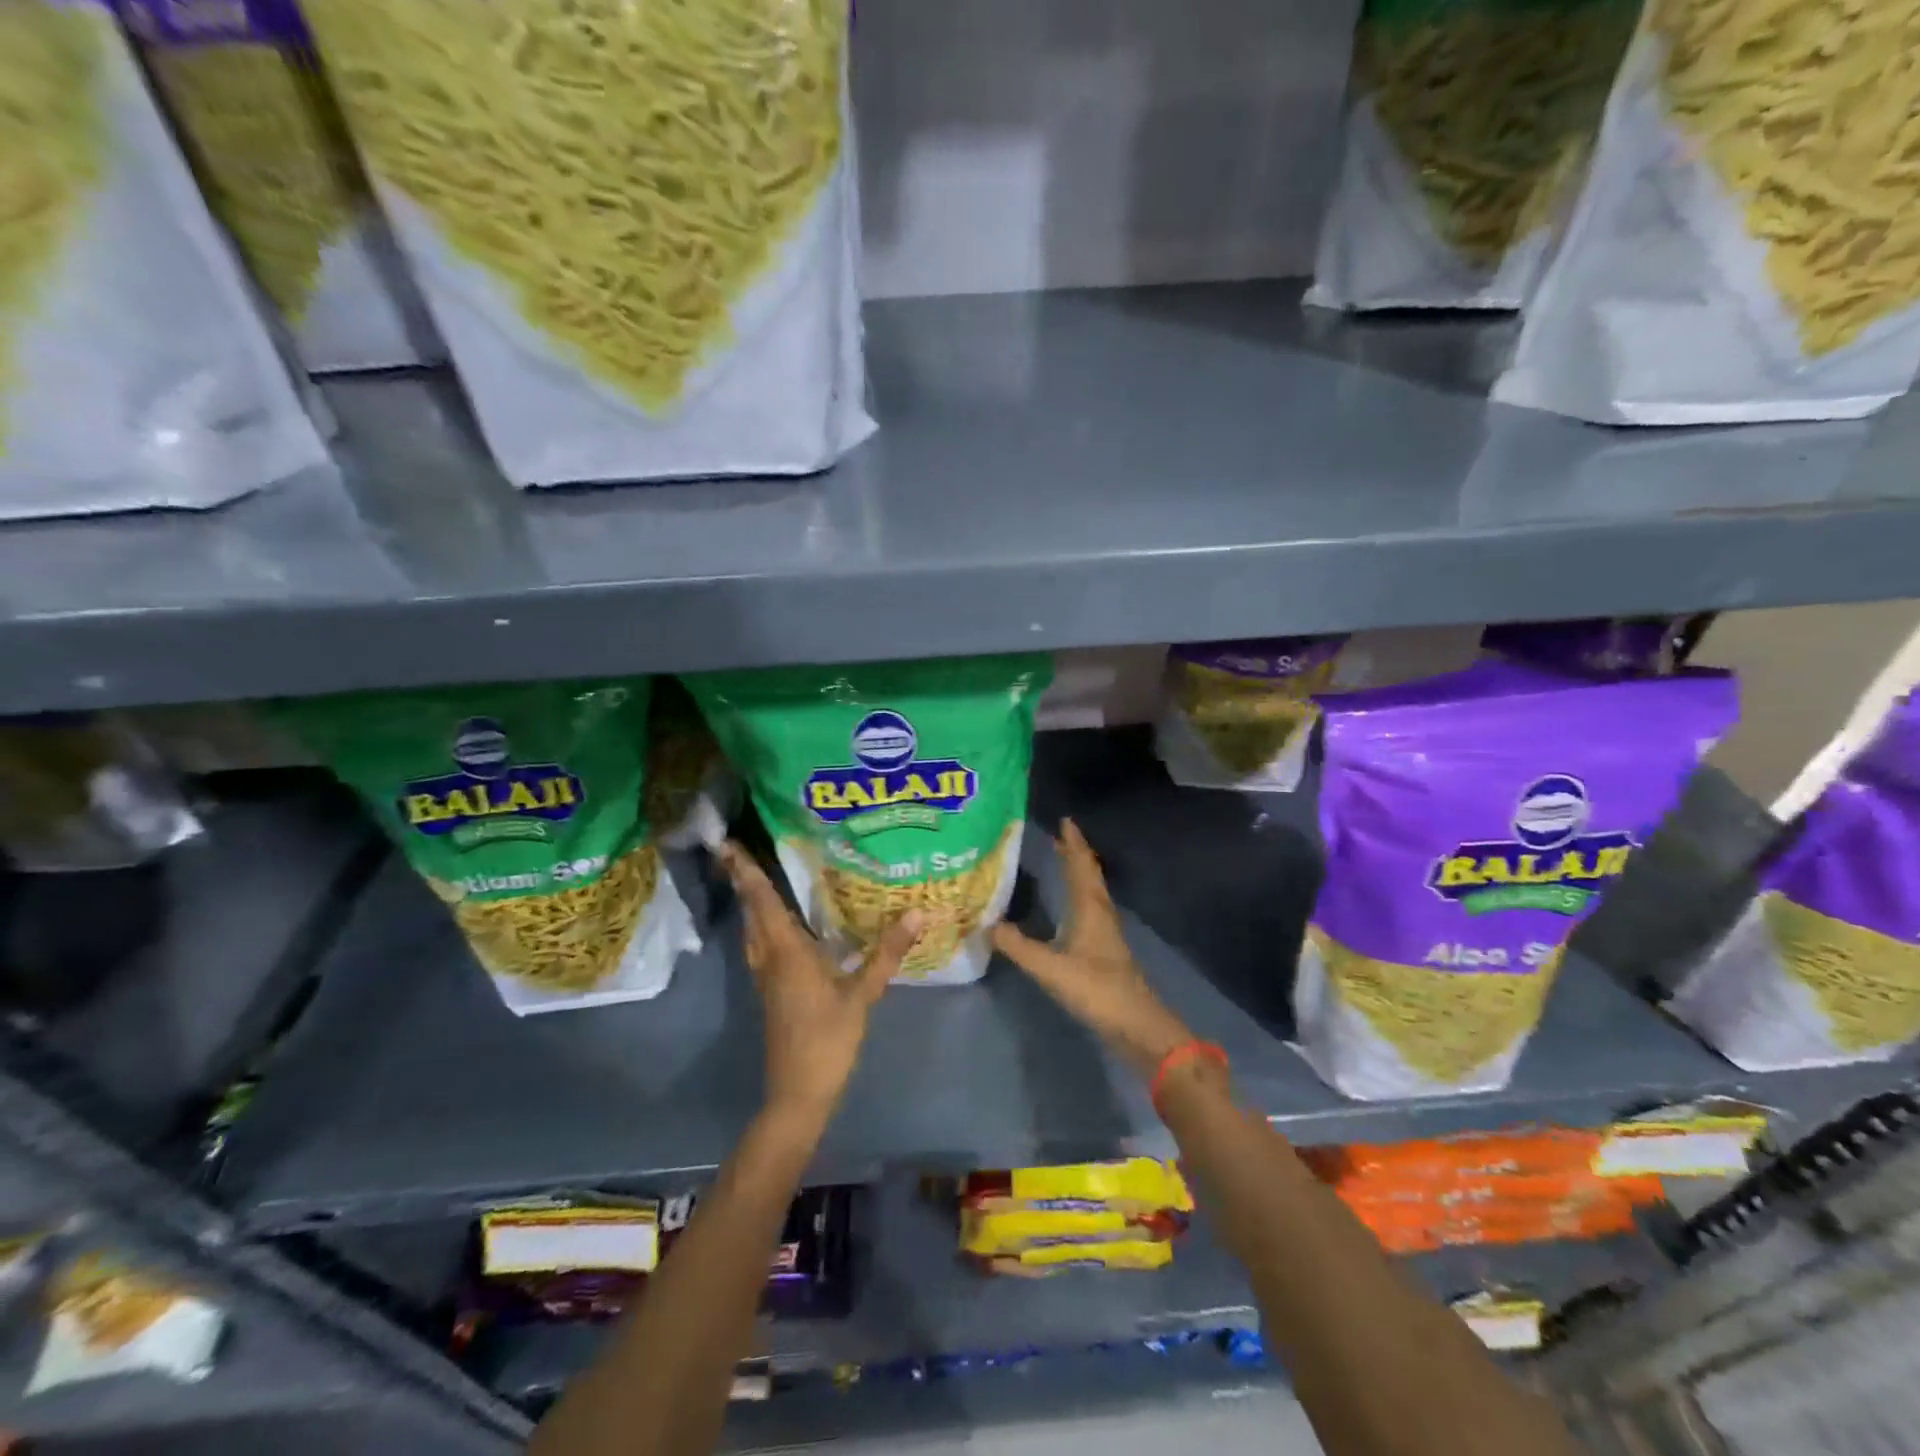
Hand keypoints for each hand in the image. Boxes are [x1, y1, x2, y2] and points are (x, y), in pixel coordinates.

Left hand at [719, 841, 923, 1124]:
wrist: (798, 1093)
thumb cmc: (828, 1040)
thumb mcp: (862, 995)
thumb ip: (886, 953)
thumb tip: (918, 913)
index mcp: (786, 952)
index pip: (763, 902)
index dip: (747, 872)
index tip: (729, 844)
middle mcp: (769, 958)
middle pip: (752, 912)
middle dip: (744, 881)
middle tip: (741, 851)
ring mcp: (766, 977)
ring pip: (753, 930)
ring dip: (751, 903)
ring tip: (757, 879)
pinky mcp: (771, 991)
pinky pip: (761, 945)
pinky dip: (763, 924)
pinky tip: (780, 925)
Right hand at [991, 819, 1194, 1078]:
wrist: (1138, 1027)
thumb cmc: (1098, 991)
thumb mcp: (1051, 969)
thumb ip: (1018, 947)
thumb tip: (986, 924)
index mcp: (1090, 910)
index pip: (1080, 867)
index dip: (1072, 844)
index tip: (1064, 821)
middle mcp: (1100, 914)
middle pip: (1089, 876)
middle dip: (1075, 854)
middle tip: (1059, 835)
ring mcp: (1105, 934)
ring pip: (1092, 892)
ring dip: (1079, 873)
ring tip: (1063, 862)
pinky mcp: (1106, 952)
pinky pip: (1090, 910)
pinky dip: (1079, 896)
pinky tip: (1070, 907)